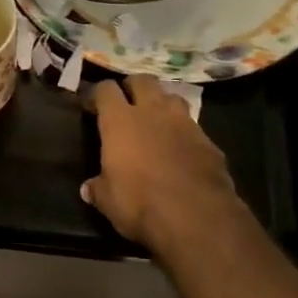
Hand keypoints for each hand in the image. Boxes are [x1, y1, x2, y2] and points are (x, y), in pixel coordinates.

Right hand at [82, 75, 237, 248]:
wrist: (197, 217)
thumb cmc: (141, 203)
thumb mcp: (109, 201)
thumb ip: (98, 189)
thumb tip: (88, 189)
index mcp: (121, 121)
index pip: (105, 89)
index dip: (97, 94)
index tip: (91, 106)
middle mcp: (152, 112)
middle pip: (143, 80)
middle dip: (133, 87)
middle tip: (127, 102)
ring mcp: (185, 123)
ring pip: (172, 97)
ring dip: (162, 104)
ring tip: (156, 120)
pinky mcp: (209, 141)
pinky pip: (193, 127)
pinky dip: (184, 133)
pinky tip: (182, 150)